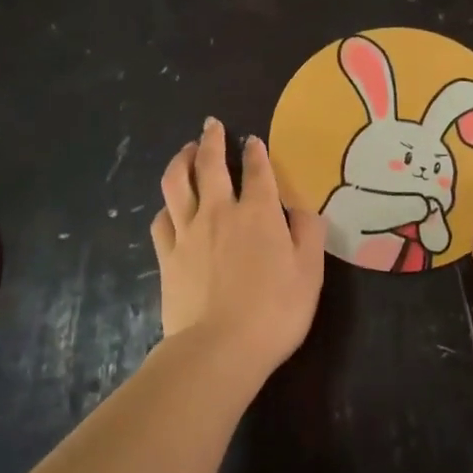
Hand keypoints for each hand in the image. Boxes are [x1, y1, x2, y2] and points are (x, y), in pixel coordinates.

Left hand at [151, 118, 325, 379]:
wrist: (219, 348)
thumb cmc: (275, 311)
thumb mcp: (310, 272)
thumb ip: (309, 233)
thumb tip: (303, 207)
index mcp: (259, 213)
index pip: (257, 171)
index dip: (256, 152)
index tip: (253, 140)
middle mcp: (220, 212)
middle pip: (210, 164)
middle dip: (212, 140)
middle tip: (211, 125)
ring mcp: (188, 232)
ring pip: (177, 183)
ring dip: (181, 160)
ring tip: (185, 151)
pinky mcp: (167, 255)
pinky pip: (162, 219)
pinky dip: (167, 205)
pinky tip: (170, 205)